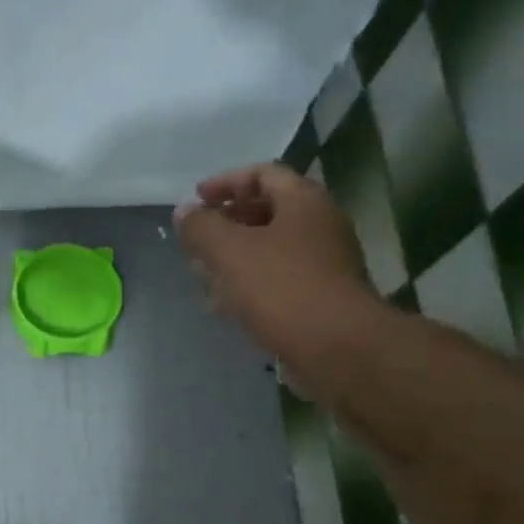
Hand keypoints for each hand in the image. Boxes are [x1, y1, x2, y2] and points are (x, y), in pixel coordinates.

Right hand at [175, 163, 380, 367]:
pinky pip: (279, 279)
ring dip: (235, 257)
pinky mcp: (321, 297)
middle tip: (197, 240)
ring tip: (203, 275)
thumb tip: (185, 212)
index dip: (225, 183)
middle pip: (267, 211)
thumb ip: (201, 227)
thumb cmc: (281, 288)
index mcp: (304, 202)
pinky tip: (225, 305)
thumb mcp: (229, 251)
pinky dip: (250, 284)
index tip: (195, 200)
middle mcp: (320, 225)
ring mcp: (325, 263)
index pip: (262, 174)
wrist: (338, 349)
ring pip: (271, 249)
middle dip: (226, 223)